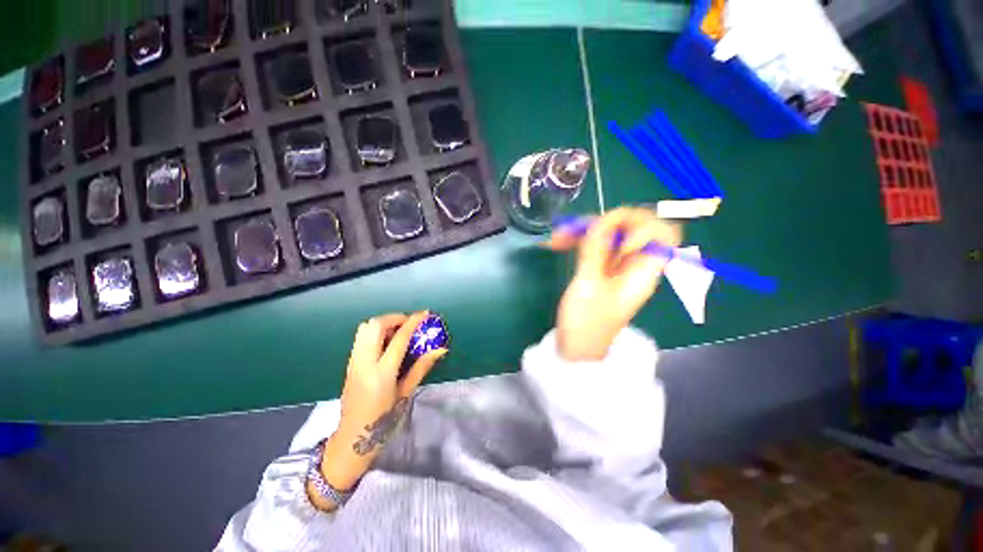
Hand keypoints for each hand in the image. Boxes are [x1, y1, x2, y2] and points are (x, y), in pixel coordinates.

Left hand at [320, 312, 445, 492]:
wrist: (352, 440)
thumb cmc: (383, 421)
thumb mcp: (406, 394)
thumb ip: (421, 367)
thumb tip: (440, 349)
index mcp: (382, 373)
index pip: (399, 338)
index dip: (413, 322)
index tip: (424, 314)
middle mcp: (364, 363)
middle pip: (375, 325)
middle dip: (394, 318)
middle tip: (409, 323)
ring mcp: (353, 362)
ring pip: (364, 328)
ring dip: (383, 323)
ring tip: (398, 331)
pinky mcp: (349, 364)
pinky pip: (361, 338)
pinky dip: (375, 332)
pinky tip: (386, 343)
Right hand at [545, 208, 681, 361]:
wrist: (576, 348)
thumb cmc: (586, 323)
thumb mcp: (588, 285)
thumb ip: (595, 251)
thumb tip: (601, 221)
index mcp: (643, 271)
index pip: (664, 234)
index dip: (645, 226)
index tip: (617, 238)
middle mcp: (633, 265)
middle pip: (632, 228)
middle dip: (605, 223)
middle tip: (577, 228)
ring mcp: (616, 266)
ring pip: (608, 235)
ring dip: (584, 231)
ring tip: (556, 238)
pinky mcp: (600, 269)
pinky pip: (593, 246)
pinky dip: (577, 242)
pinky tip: (556, 244)